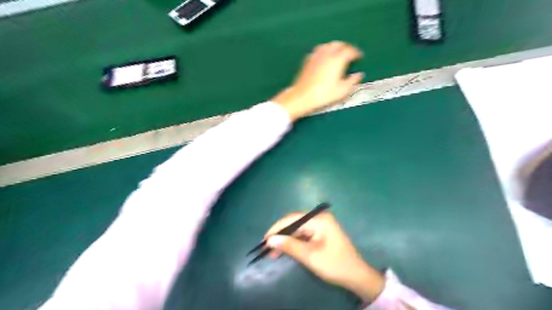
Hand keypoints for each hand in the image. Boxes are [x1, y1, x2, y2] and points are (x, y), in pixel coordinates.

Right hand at [263, 212, 384, 300]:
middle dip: (280, 234)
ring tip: (273, 251)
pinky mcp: (321, 233)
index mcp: (319, 219)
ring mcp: (321, 225)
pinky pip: (303, 234)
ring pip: (298, 229)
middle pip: (295, 222)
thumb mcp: (310, 256)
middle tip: (267, 247)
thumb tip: (270, 240)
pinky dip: (294, 242)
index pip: (293, 219)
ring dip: (286, 239)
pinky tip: (285, 249)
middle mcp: (320, 218)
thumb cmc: (334, 264)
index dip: (277, 228)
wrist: (356, 276)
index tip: (264, 239)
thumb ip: (289, 246)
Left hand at [271, 41, 364, 120]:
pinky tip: (324, 58)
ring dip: (334, 47)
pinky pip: (318, 50)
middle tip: (350, 54)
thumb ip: (352, 81)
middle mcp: (326, 54)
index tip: (359, 57)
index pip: (349, 50)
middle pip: (338, 44)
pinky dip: (324, 51)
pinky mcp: (307, 60)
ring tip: (338, 53)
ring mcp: (316, 56)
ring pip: (327, 45)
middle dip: (346, 47)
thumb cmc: (324, 95)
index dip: (356, 53)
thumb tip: (359, 74)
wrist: (302, 97)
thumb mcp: (342, 91)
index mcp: (337, 59)